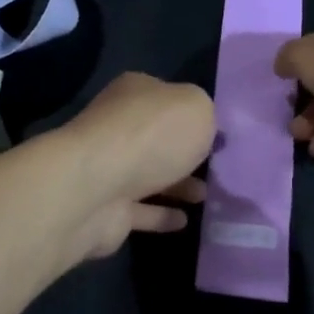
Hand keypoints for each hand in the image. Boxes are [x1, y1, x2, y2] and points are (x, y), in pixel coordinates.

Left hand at [56, 72, 213, 261]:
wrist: (97, 188)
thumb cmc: (151, 136)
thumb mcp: (196, 107)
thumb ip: (204, 112)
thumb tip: (200, 126)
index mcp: (134, 93)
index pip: (165, 96)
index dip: (190, 112)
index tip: (216, 132)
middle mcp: (117, 127)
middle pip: (156, 138)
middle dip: (183, 152)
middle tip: (215, 166)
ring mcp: (109, 169)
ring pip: (149, 176)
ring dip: (177, 185)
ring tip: (206, 196)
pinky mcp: (107, 209)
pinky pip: (141, 211)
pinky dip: (161, 215)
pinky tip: (185, 220)